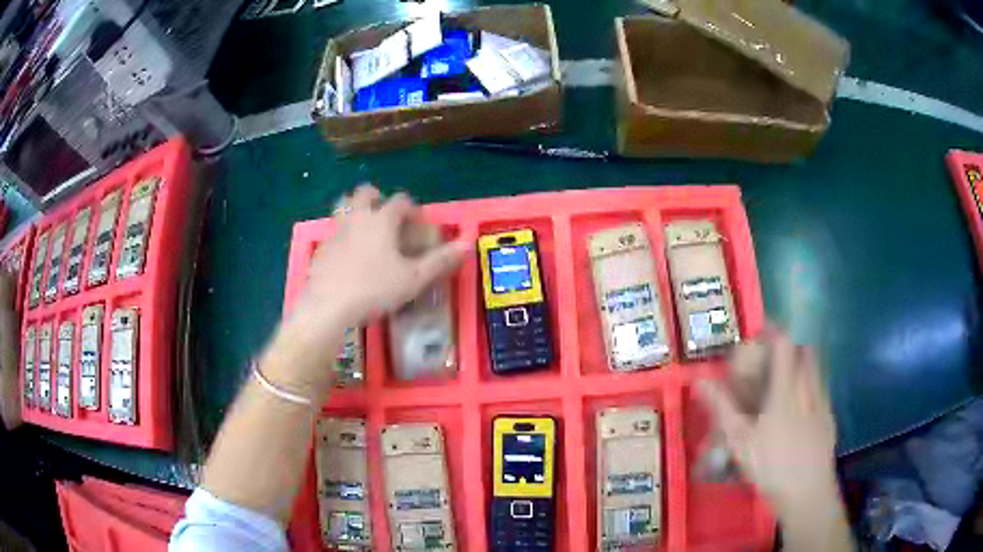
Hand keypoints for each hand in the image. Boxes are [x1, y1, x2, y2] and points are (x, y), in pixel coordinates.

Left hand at [287, 185, 469, 341]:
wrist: (328, 306)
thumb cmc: (374, 289)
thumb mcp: (413, 278)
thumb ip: (440, 260)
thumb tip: (468, 243)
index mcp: (381, 219)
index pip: (400, 200)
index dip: (412, 208)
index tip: (417, 224)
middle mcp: (357, 218)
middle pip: (365, 192)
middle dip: (377, 198)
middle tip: (387, 218)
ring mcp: (335, 231)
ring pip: (343, 206)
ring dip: (355, 211)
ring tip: (365, 231)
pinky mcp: (321, 248)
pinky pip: (333, 232)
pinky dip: (343, 236)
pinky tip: (348, 258)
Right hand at [697, 327, 838, 512]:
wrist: (807, 491)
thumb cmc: (771, 465)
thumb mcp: (740, 440)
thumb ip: (723, 408)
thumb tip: (700, 381)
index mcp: (787, 388)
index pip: (784, 344)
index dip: (773, 331)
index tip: (760, 334)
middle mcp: (809, 387)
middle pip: (806, 351)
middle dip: (790, 348)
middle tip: (773, 361)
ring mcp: (823, 402)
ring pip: (816, 369)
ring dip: (803, 365)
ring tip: (786, 383)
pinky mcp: (829, 417)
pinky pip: (822, 389)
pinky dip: (811, 387)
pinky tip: (800, 411)